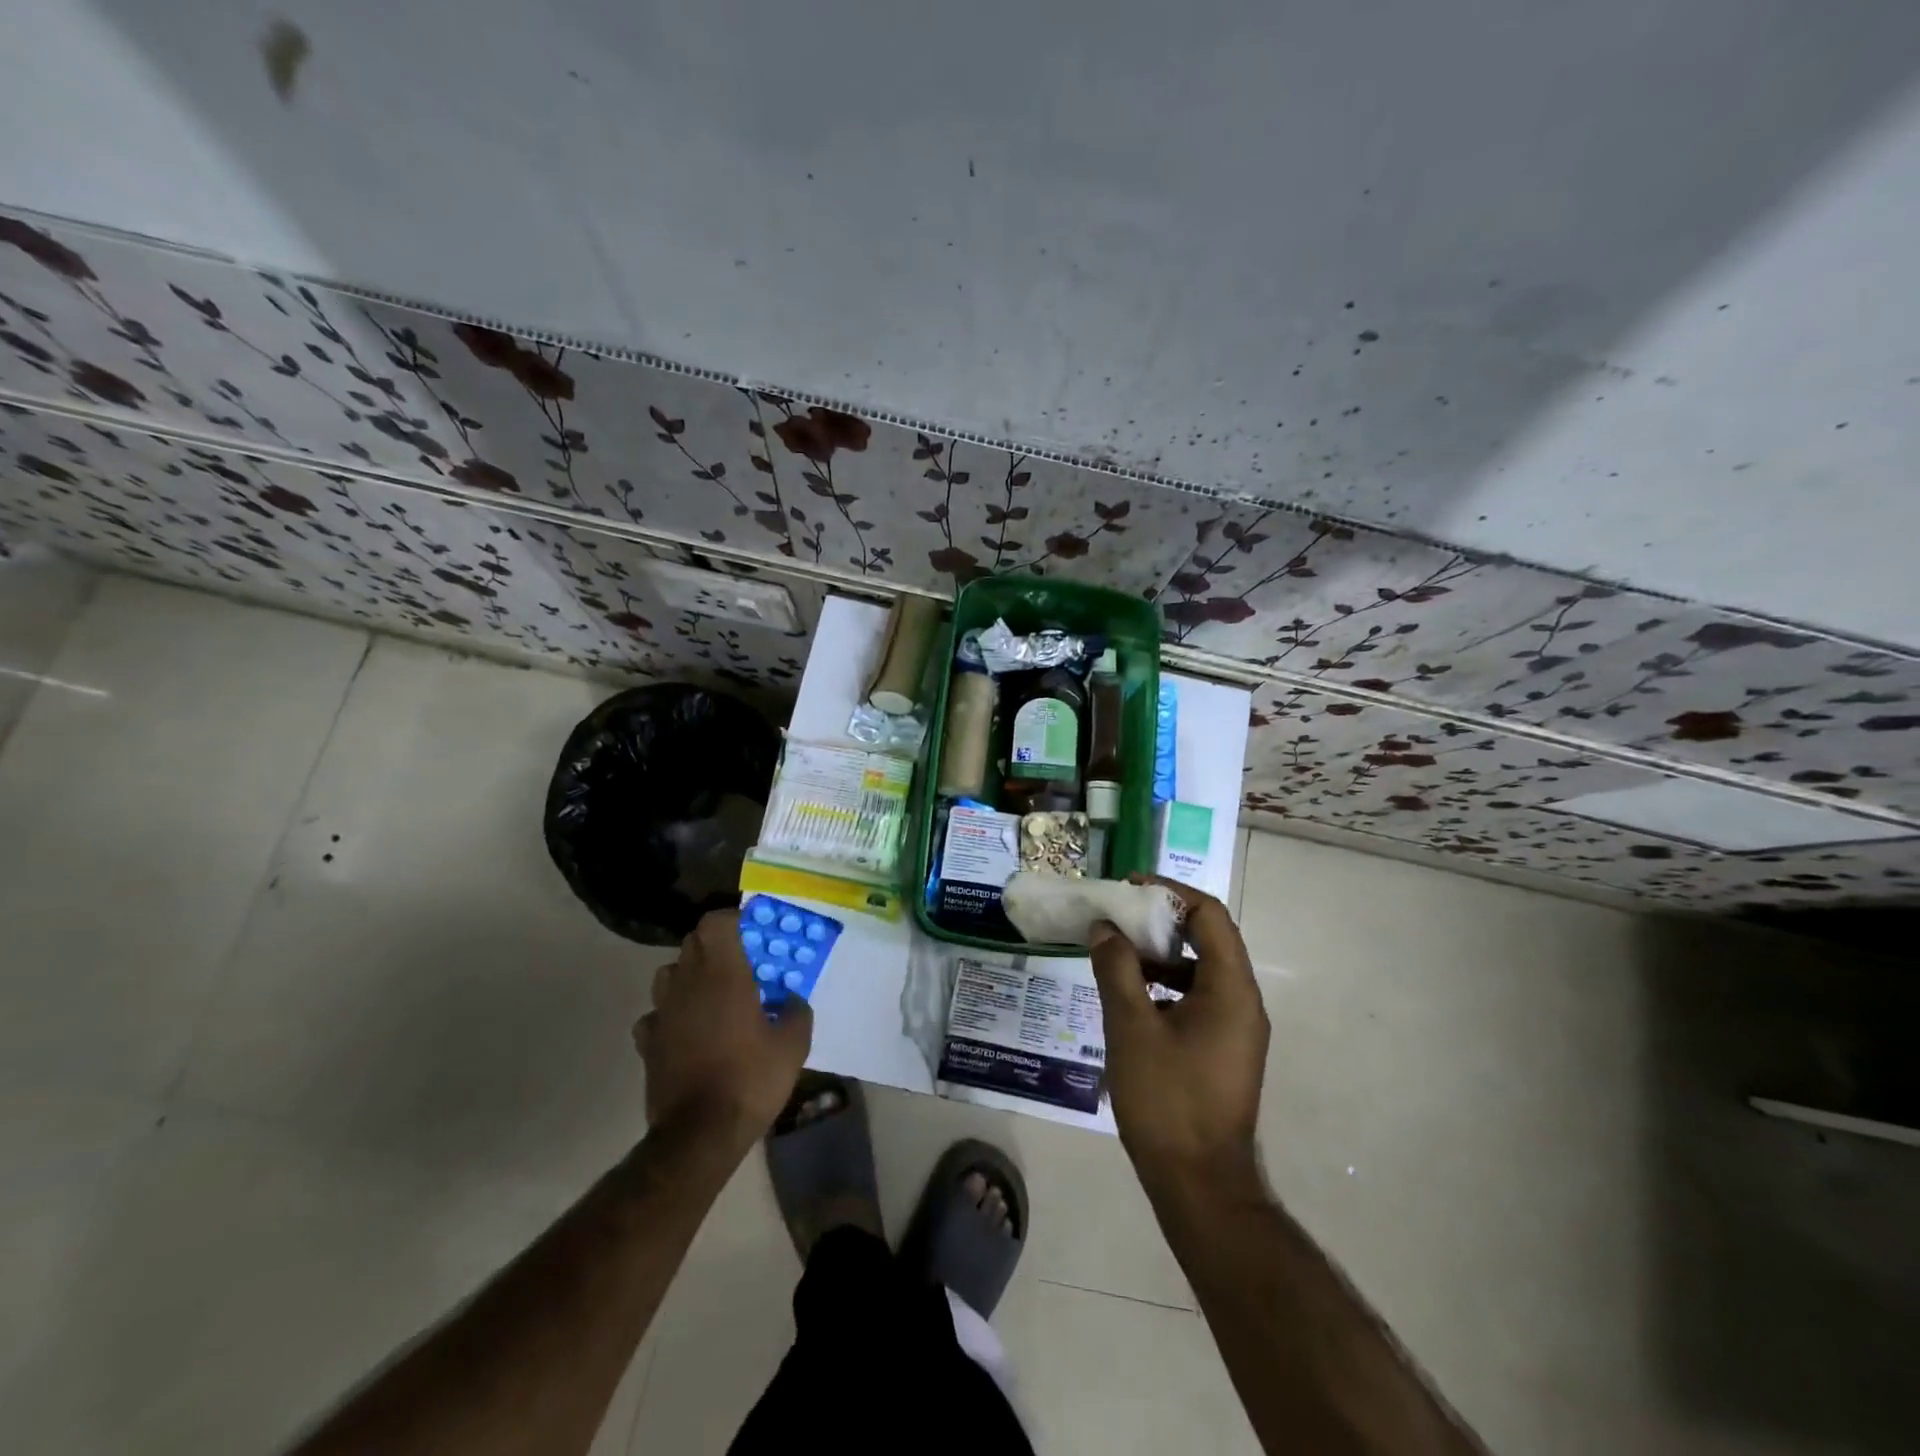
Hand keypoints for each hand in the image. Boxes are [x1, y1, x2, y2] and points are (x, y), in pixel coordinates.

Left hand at [633, 909, 812, 1152]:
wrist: (699, 1134)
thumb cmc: (750, 1078)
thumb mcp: (794, 1044)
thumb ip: (797, 1012)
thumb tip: (792, 1000)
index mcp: (723, 974)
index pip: (716, 922)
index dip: (733, 920)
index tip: (752, 933)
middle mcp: (687, 983)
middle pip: (692, 943)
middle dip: (714, 945)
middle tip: (740, 964)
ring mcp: (662, 1012)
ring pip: (669, 974)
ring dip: (688, 975)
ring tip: (711, 994)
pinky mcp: (647, 1043)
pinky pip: (656, 1014)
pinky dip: (670, 1014)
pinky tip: (686, 1030)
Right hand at [1089, 878, 1269, 1190]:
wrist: (1199, 1185)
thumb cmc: (1167, 1100)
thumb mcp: (1131, 1027)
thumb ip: (1117, 969)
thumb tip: (1105, 928)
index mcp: (1230, 988)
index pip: (1209, 915)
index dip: (1170, 892)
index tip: (1130, 886)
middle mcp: (1242, 1001)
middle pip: (1207, 939)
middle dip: (1161, 921)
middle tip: (1117, 915)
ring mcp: (1236, 1028)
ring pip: (1200, 970)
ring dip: (1160, 954)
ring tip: (1116, 951)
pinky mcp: (1223, 1050)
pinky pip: (1197, 998)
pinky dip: (1166, 985)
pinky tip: (1130, 997)